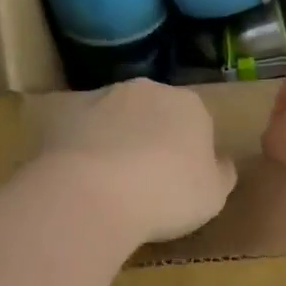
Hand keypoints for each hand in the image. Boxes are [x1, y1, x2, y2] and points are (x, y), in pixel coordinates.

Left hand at [38, 78, 237, 243]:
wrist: (93, 193)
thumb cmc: (167, 195)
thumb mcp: (214, 196)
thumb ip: (222, 174)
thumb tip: (223, 163)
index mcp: (190, 105)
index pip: (198, 122)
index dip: (191, 152)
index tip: (182, 182)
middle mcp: (147, 89)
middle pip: (154, 113)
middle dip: (152, 139)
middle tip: (146, 182)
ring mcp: (101, 97)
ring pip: (115, 118)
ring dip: (115, 140)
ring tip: (108, 183)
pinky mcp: (63, 113)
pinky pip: (79, 130)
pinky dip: (80, 147)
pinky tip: (78, 178)